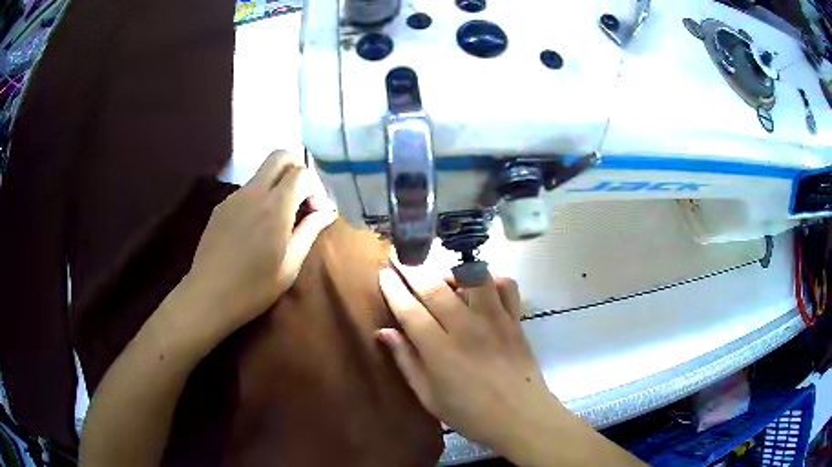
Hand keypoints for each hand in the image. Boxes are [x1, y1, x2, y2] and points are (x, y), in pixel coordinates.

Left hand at [184, 150, 337, 338]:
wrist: (208, 296)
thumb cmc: (254, 288)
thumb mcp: (290, 266)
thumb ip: (309, 231)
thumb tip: (328, 211)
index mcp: (275, 207)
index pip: (302, 172)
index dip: (315, 187)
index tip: (315, 211)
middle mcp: (254, 192)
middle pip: (279, 156)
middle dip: (296, 169)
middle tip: (300, 199)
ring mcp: (233, 197)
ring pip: (261, 173)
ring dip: (277, 185)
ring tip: (278, 219)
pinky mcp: (220, 206)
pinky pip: (246, 190)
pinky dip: (259, 198)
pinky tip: (255, 229)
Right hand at [376, 264, 557, 452]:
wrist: (520, 417)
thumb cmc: (470, 414)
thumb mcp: (429, 397)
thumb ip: (406, 361)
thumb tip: (384, 332)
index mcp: (440, 351)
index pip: (410, 310)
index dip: (393, 289)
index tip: (384, 273)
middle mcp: (466, 328)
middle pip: (435, 288)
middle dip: (413, 270)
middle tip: (401, 259)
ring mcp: (494, 320)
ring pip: (472, 278)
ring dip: (452, 270)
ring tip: (441, 275)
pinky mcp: (515, 320)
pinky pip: (506, 286)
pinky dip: (493, 279)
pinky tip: (482, 288)